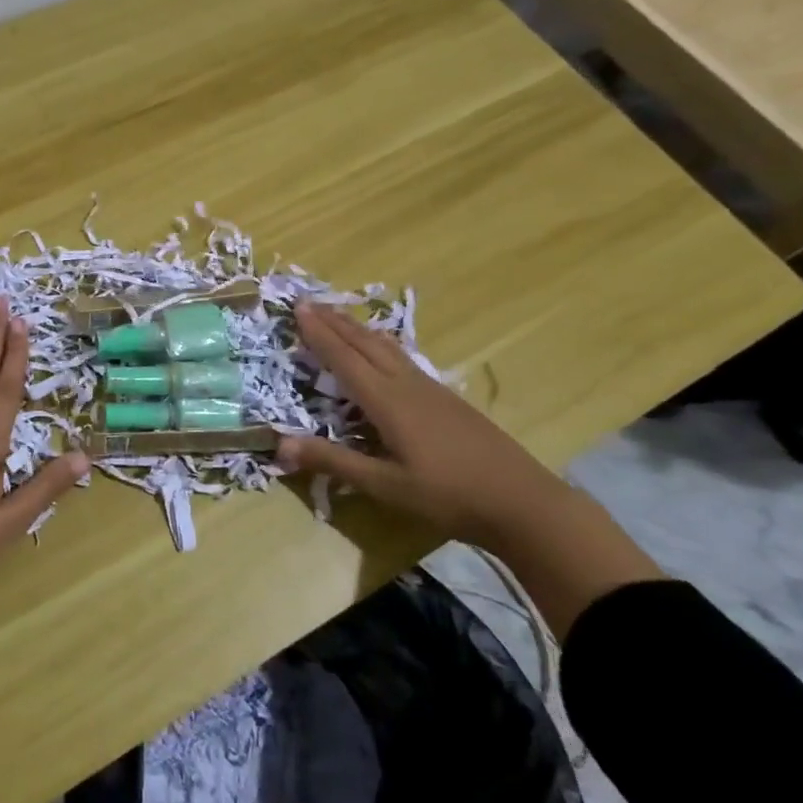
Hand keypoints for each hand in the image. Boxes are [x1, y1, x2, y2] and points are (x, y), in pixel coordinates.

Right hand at [276, 301, 572, 546]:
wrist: (522, 501)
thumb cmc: (448, 495)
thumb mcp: (385, 485)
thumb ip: (334, 461)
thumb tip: (280, 444)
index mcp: (388, 401)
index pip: (345, 359)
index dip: (319, 334)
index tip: (299, 308)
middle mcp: (407, 385)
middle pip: (365, 344)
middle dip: (335, 322)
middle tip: (309, 301)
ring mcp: (430, 389)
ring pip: (386, 347)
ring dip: (358, 329)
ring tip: (339, 315)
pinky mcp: (445, 398)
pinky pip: (403, 358)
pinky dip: (381, 344)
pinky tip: (384, 349)